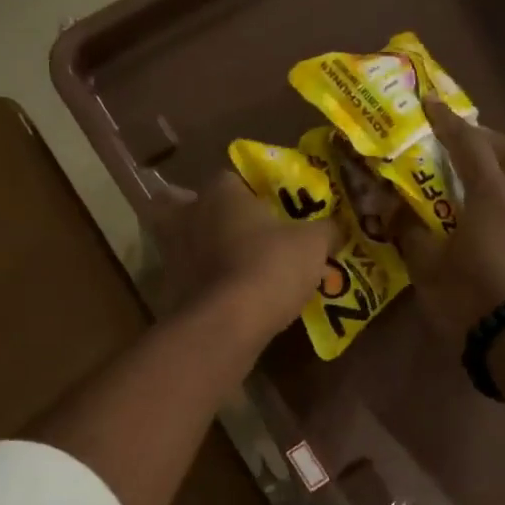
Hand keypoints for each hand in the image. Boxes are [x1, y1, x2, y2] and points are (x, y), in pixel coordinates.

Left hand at [155, 171, 334, 344]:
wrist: (225, 325)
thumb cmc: (270, 267)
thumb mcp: (313, 245)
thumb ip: (325, 230)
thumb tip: (337, 227)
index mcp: (221, 192)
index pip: (231, 179)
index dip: (249, 193)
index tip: (267, 211)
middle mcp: (188, 215)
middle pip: (184, 204)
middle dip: (201, 213)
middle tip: (228, 230)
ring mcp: (171, 253)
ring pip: (179, 241)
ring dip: (195, 249)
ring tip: (225, 265)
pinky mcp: (167, 289)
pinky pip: (182, 277)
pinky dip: (196, 283)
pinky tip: (220, 296)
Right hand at [390, 101, 504, 340]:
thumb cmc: (475, 300)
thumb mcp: (430, 270)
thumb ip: (411, 234)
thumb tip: (391, 210)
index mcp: (492, 194)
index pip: (468, 144)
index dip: (447, 122)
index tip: (431, 103)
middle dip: (487, 138)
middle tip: (464, 139)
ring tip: (483, 179)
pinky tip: (503, 220)